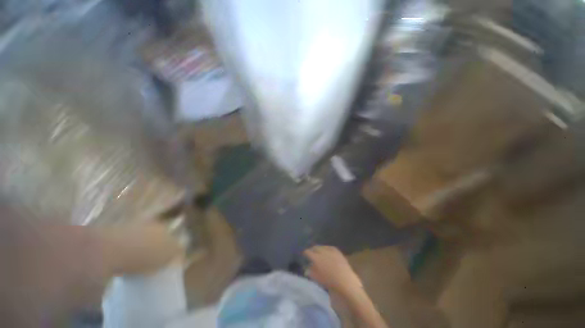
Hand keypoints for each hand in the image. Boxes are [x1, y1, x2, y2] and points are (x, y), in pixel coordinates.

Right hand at [304, 245, 361, 294]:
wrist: (345, 281)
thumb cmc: (330, 282)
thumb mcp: (317, 278)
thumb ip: (310, 272)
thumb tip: (306, 268)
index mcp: (316, 257)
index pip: (307, 252)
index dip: (305, 253)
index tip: (304, 255)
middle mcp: (322, 251)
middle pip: (314, 247)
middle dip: (312, 250)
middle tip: (311, 254)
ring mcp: (330, 250)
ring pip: (321, 247)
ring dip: (319, 249)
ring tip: (318, 253)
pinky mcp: (337, 250)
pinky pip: (329, 247)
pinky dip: (326, 249)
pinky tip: (326, 252)